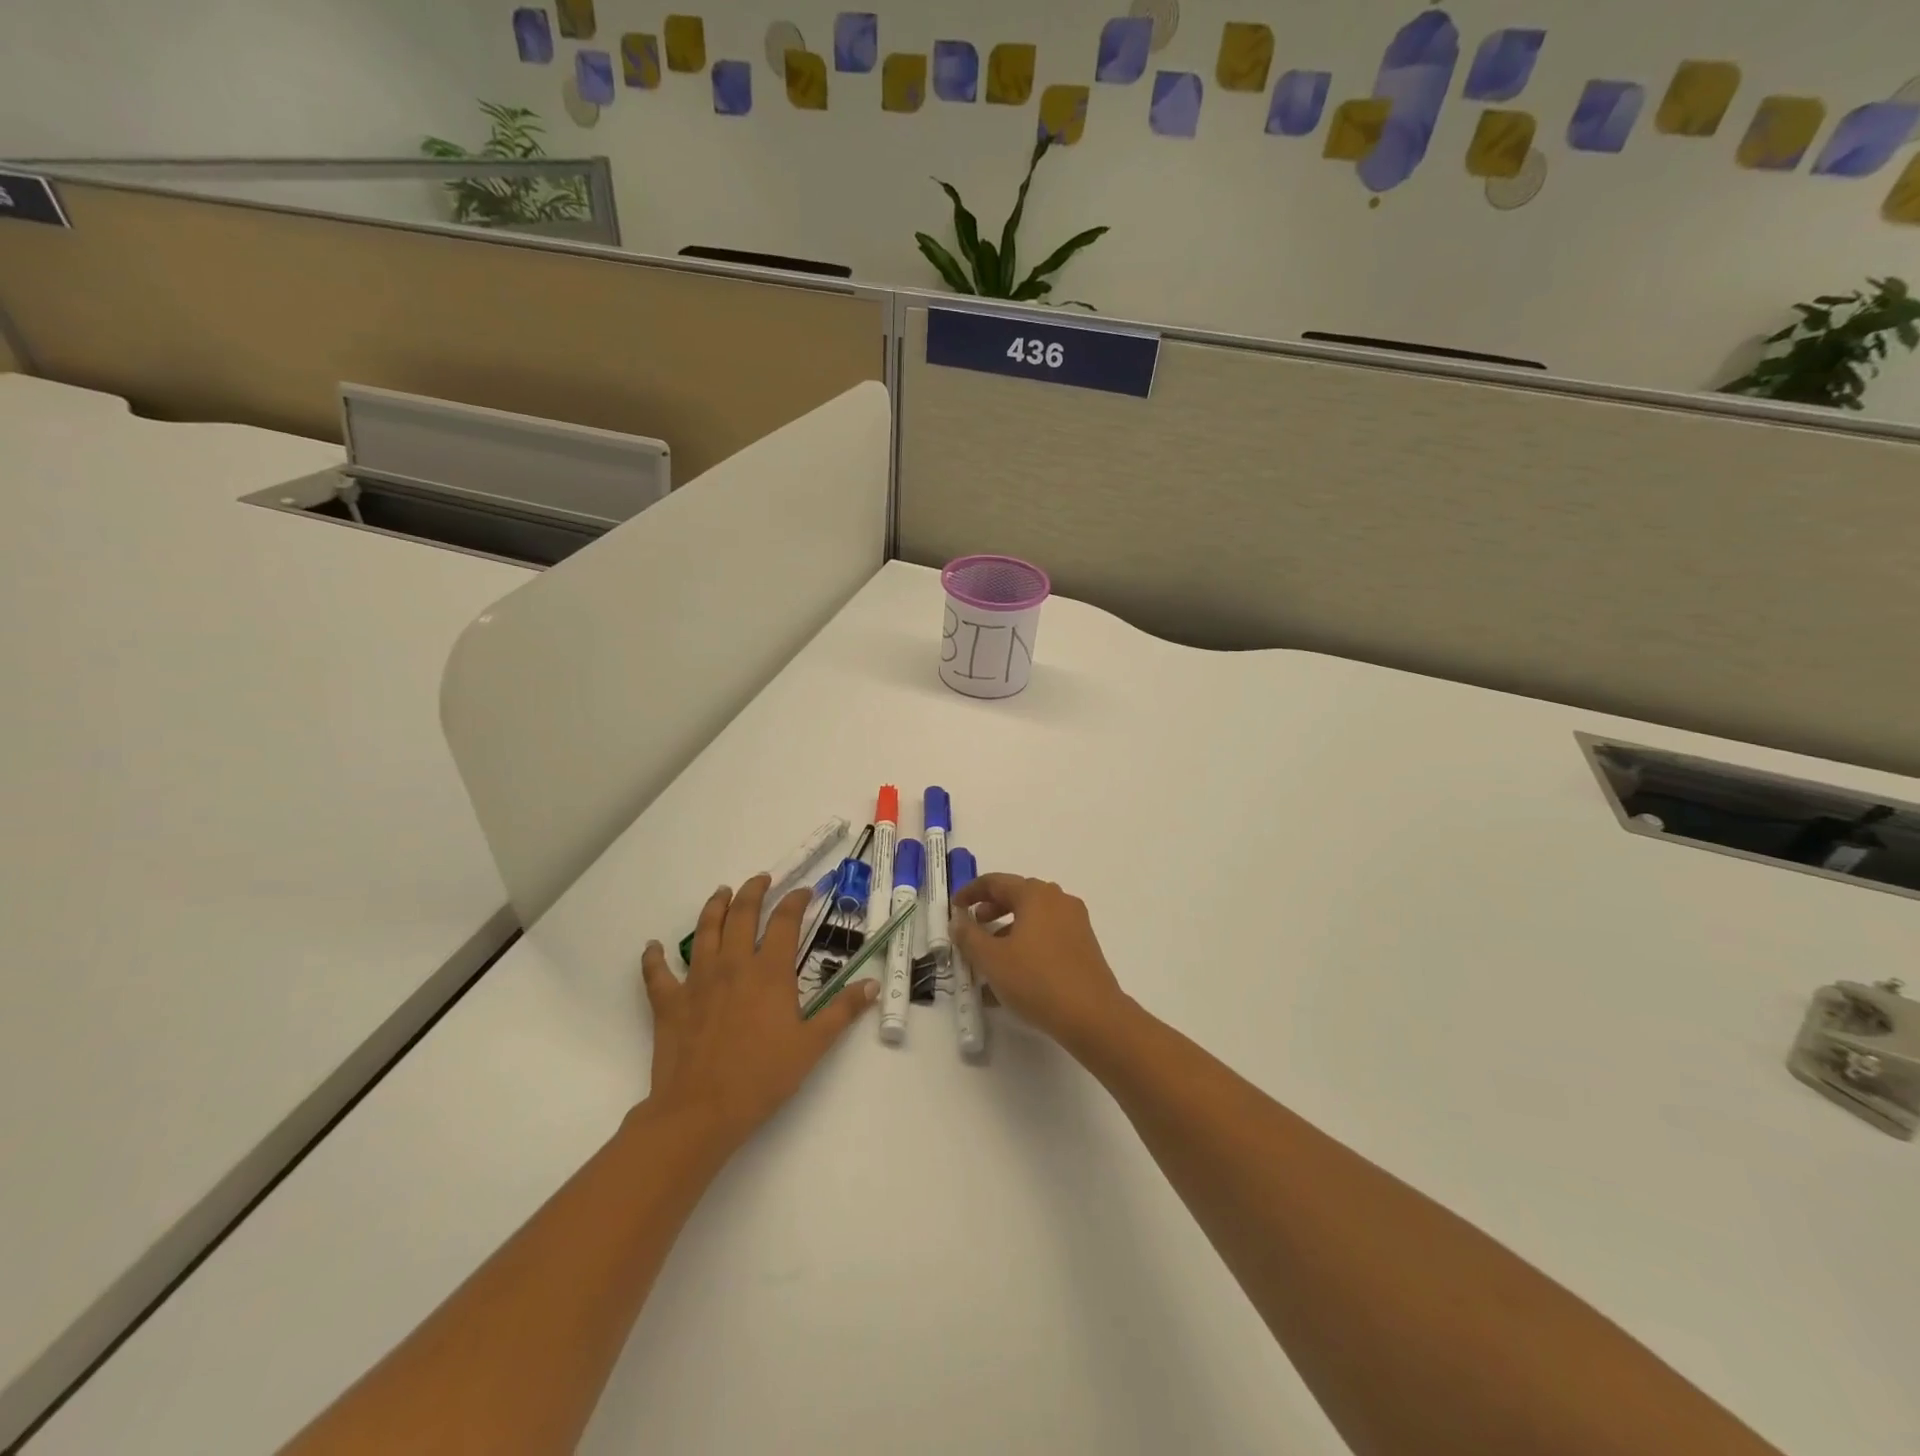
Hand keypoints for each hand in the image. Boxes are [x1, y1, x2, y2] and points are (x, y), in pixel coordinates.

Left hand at [641, 875, 876, 1151]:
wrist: (701, 1110)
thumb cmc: (762, 1076)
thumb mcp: (812, 1045)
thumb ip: (842, 1011)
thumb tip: (872, 985)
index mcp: (769, 971)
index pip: (784, 922)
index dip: (795, 901)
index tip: (804, 891)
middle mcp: (732, 965)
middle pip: (741, 915)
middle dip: (753, 891)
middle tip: (761, 879)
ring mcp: (697, 981)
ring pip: (704, 931)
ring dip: (714, 907)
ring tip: (721, 893)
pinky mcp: (669, 1002)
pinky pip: (656, 973)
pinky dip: (653, 957)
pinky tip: (652, 947)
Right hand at [949, 874, 1128, 1048]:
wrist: (1092, 1015)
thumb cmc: (1036, 980)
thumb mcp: (991, 959)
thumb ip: (969, 936)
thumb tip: (959, 920)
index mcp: (1035, 894)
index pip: (995, 882)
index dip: (970, 892)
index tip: (954, 907)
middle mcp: (1058, 900)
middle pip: (1017, 896)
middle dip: (991, 910)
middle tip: (973, 927)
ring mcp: (1075, 922)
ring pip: (1033, 918)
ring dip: (1007, 930)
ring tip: (990, 958)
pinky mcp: (1084, 945)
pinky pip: (1047, 935)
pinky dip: (1026, 944)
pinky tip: (1014, 974)